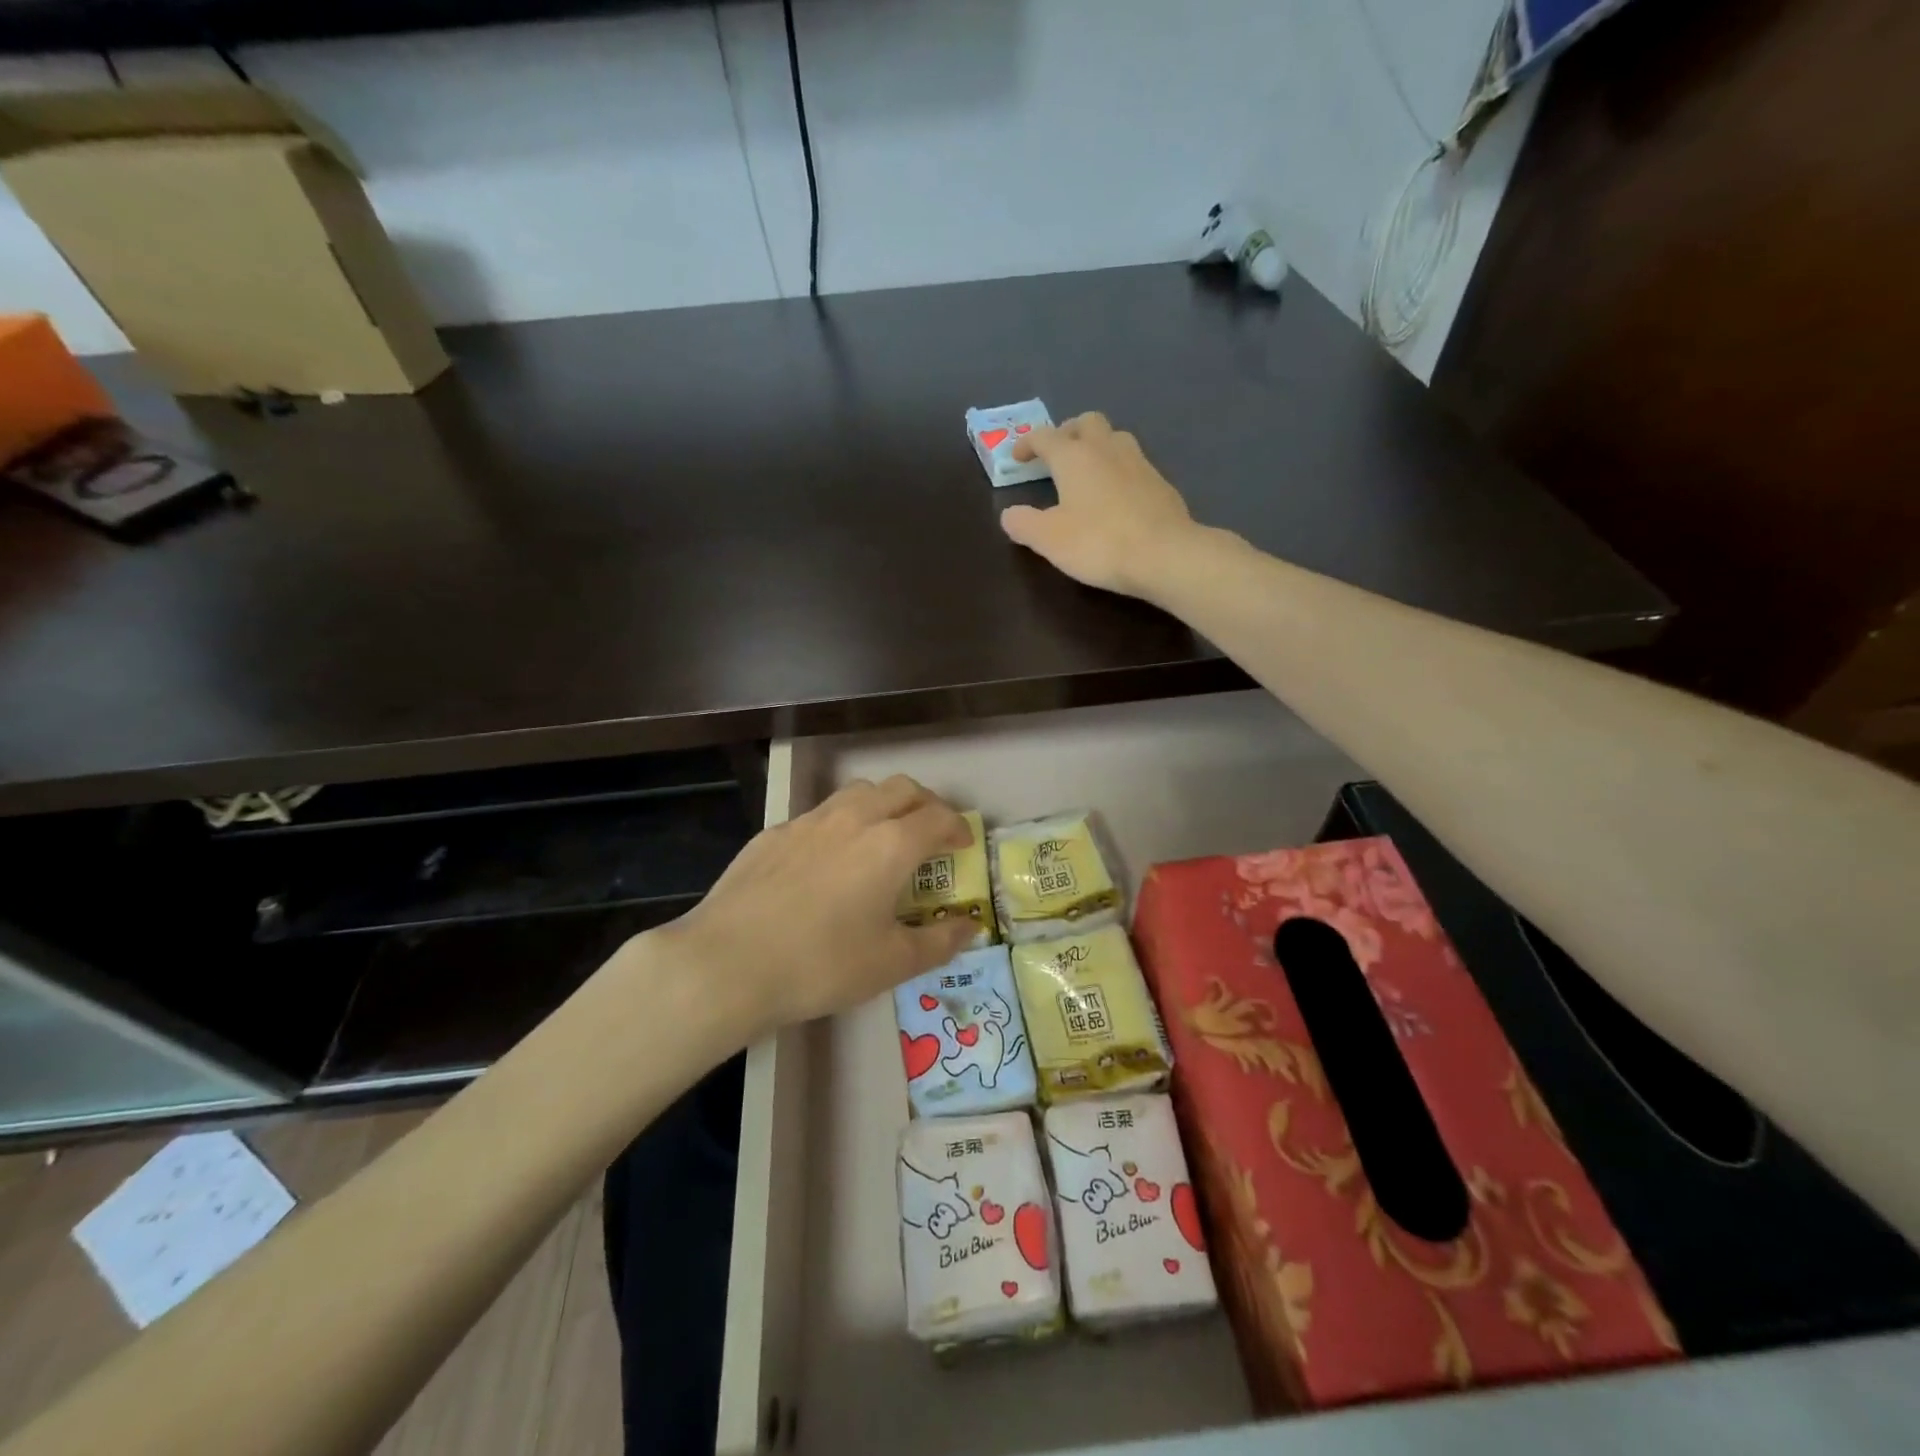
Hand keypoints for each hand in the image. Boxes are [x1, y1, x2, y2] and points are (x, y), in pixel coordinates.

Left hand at [654, 775, 977, 1039]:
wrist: (727, 962)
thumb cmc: (821, 964)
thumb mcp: (891, 963)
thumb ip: (940, 942)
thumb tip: (971, 926)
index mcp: (891, 844)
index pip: (938, 817)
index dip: (957, 827)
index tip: (962, 846)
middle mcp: (854, 818)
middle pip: (902, 789)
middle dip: (925, 805)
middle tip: (931, 834)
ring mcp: (809, 821)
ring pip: (859, 792)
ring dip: (883, 805)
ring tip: (883, 837)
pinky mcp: (774, 833)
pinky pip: (820, 815)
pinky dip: (841, 824)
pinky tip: (828, 861)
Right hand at [1000, 412, 1199, 598]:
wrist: (1165, 555)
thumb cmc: (1098, 542)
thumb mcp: (1048, 539)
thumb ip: (1023, 523)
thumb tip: (1009, 514)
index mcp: (1074, 456)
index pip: (1045, 436)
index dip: (1027, 443)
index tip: (1017, 457)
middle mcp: (1107, 448)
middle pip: (1086, 422)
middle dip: (1067, 432)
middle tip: (1056, 454)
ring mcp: (1139, 463)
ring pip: (1115, 438)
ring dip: (1097, 446)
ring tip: (1087, 471)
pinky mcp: (1160, 483)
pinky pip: (1133, 464)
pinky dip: (1118, 470)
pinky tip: (1116, 495)